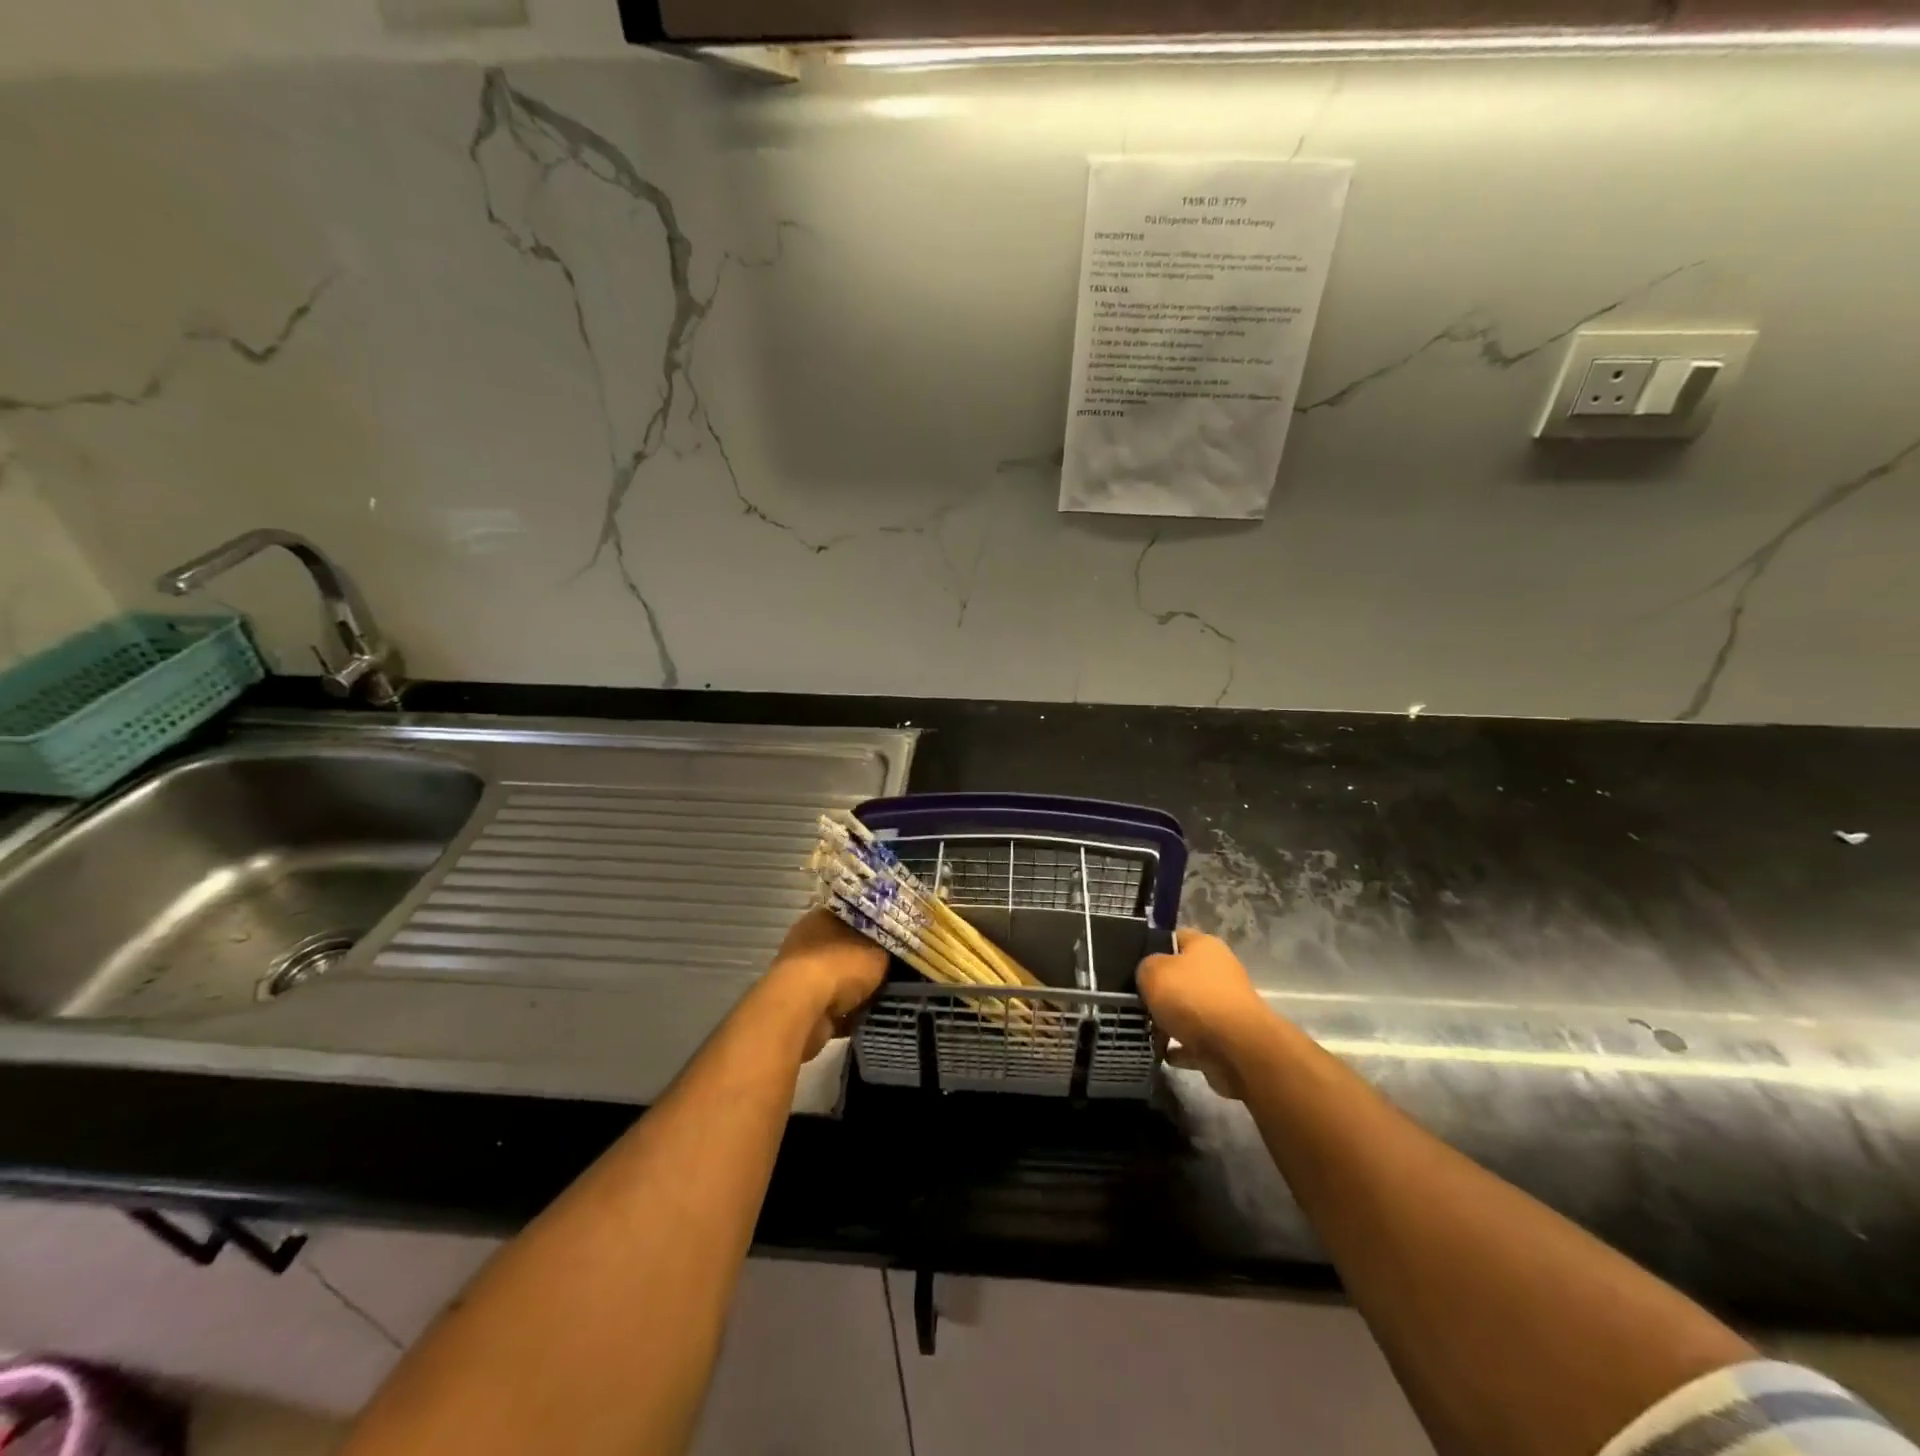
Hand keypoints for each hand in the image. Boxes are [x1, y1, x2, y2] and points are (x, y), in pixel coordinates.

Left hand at [765, 909, 888, 1060]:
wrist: (801, 1010)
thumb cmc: (840, 967)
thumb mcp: (879, 951)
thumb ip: (890, 948)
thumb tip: (898, 948)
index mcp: (823, 916)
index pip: (855, 914)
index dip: (878, 925)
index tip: (899, 936)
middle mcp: (808, 940)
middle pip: (847, 946)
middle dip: (868, 959)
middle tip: (898, 967)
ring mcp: (801, 973)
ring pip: (839, 977)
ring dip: (858, 988)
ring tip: (888, 994)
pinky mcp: (800, 1004)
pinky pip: (833, 1005)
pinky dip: (849, 1012)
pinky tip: (871, 1016)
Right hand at [1137, 932, 1272, 1099]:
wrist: (1237, 1050)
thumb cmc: (1193, 999)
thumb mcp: (1153, 972)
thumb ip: (1144, 968)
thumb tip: (1148, 975)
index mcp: (1205, 946)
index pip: (1175, 937)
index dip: (1152, 947)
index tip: (1132, 964)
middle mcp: (1218, 972)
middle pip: (1180, 977)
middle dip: (1158, 990)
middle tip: (1133, 1001)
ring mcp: (1224, 1008)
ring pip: (1187, 1011)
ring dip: (1167, 1021)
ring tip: (1144, 1030)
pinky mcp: (1226, 1040)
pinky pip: (1195, 1041)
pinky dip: (1179, 1048)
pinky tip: (1162, 1052)